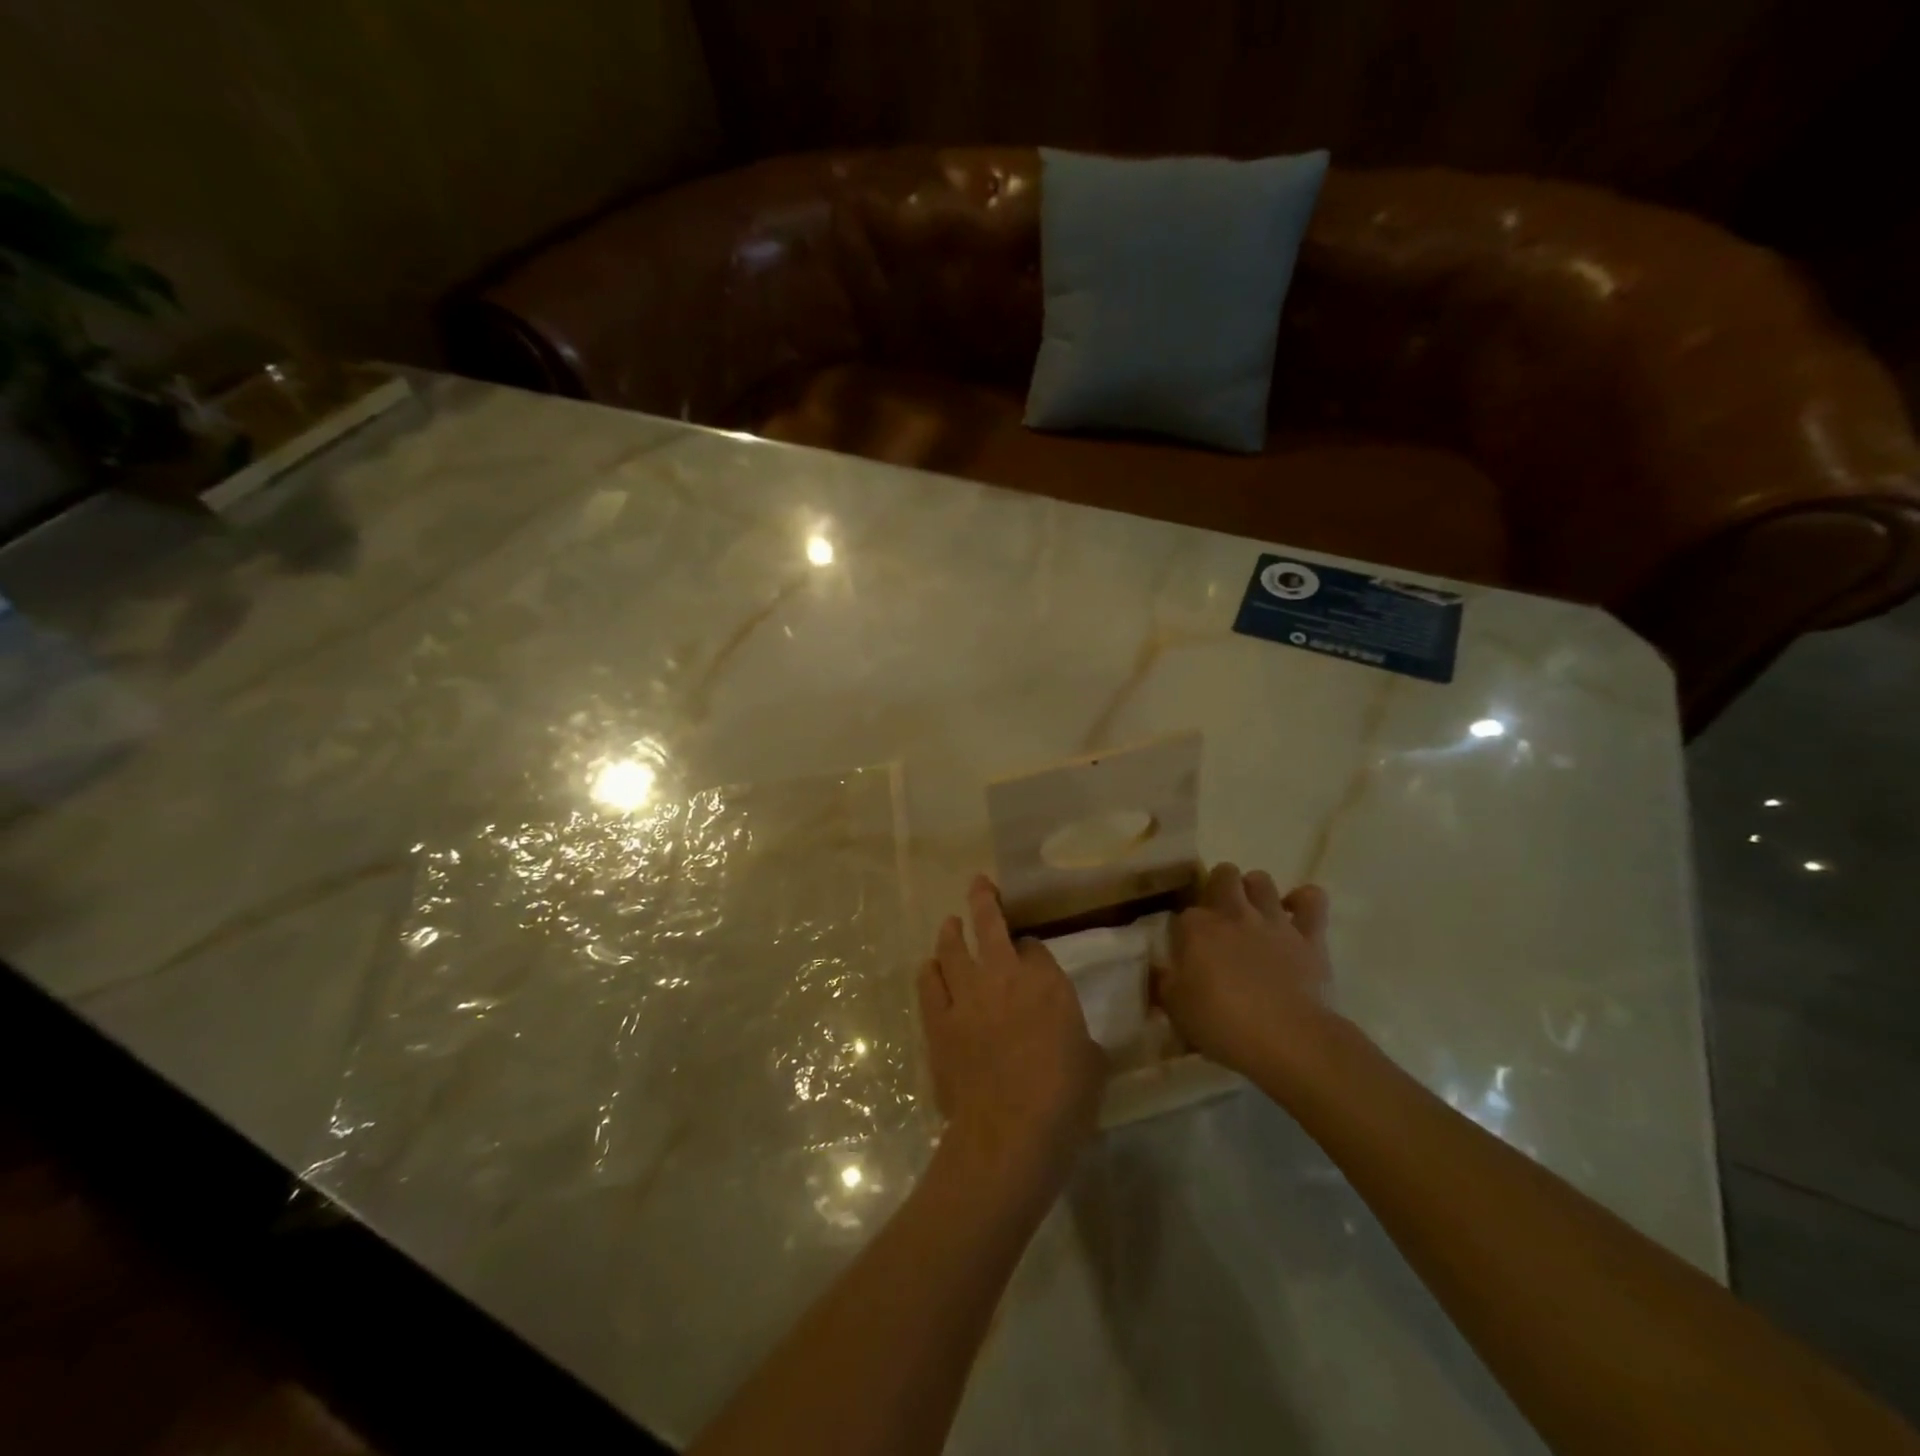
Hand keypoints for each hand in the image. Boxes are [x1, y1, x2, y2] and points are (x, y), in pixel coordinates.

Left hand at [918, 876, 1105, 1192]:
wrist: (1011, 1132)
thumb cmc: (1064, 1098)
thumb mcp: (1092, 1063)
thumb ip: (1081, 1040)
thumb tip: (1077, 1042)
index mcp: (1046, 983)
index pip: (1035, 947)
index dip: (1032, 947)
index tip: (1030, 952)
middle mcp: (1003, 976)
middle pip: (989, 925)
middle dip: (984, 900)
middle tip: (979, 884)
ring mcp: (966, 996)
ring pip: (952, 948)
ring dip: (951, 932)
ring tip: (950, 924)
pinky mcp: (938, 1022)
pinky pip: (929, 984)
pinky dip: (930, 971)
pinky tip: (930, 967)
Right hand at [1155, 864, 1337, 1077]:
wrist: (1287, 1039)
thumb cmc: (1223, 1025)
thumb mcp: (1176, 1009)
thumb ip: (1164, 983)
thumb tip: (1158, 971)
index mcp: (1196, 928)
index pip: (1183, 913)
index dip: (1183, 929)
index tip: (1184, 948)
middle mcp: (1233, 913)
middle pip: (1222, 876)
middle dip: (1218, 887)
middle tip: (1218, 915)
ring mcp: (1273, 921)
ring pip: (1261, 880)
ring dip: (1255, 890)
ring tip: (1253, 910)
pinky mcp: (1309, 936)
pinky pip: (1312, 901)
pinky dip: (1304, 900)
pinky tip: (1296, 910)